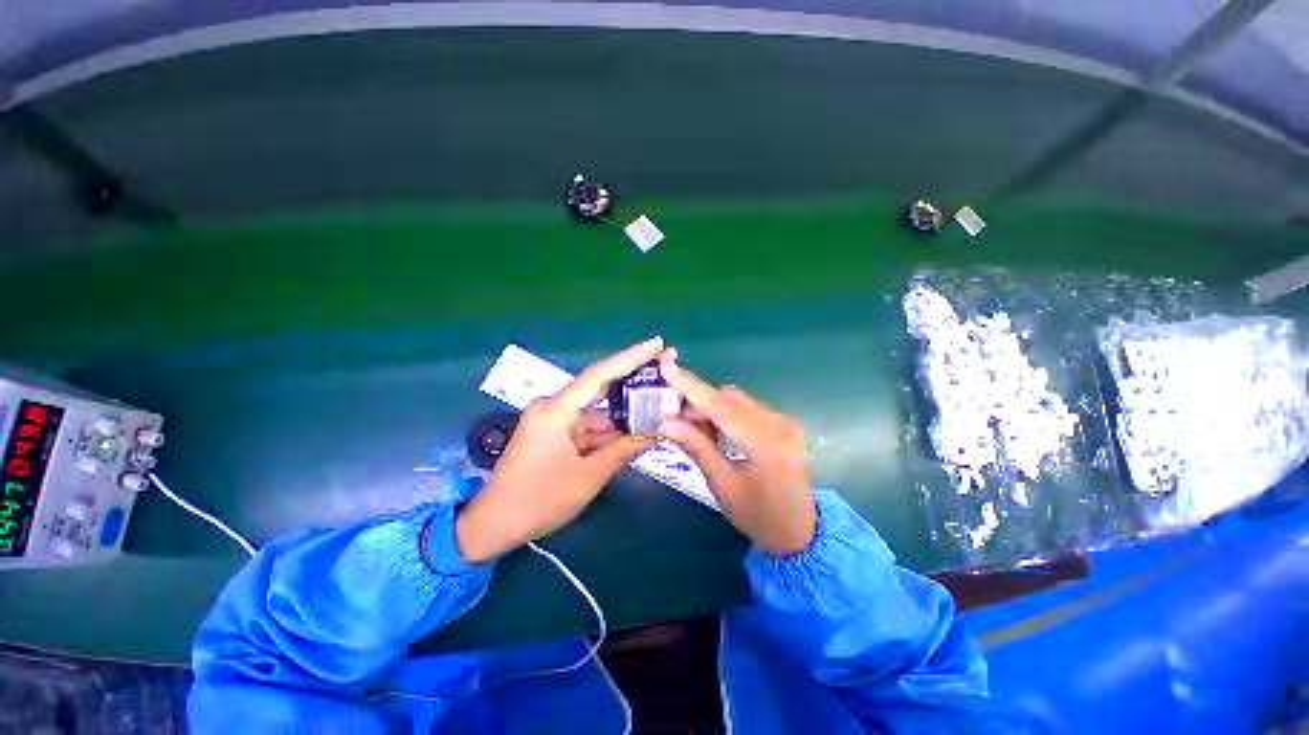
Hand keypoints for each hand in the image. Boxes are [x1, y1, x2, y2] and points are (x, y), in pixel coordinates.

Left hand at [456, 338, 665, 562]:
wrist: (494, 524)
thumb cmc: (539, 501)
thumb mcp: (588, 478)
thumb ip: (623, 451)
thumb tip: (656, 433)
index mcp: (556, 410)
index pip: (599, 374)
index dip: (631, 357)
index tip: (657, 343)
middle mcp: (553, 406)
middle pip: (599, 386)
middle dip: (632, 379)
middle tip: (665, 367)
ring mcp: (552, 419)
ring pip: (596, 410)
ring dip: (623, 412)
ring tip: (656, 405)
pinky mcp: (552, 432)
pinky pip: (586, 425)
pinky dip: (607, 430)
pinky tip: (633, 430)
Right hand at [657, 355, 816, 556]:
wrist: (800, 533)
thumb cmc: (759, 517)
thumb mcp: (723, 486)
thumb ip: (697, 448)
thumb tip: (666, 423)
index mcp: (766, 443)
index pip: (722, 407)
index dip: (692, 387)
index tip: (668, 368)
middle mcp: (779, 424)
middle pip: (729, 398)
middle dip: (699, 404)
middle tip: (676, 422)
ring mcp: (785, 422)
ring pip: (737, 400)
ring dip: (712, 408)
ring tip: (697, 431)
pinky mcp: (784, 424)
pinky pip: (748, 408)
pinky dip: (727, 414)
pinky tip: (718, 432)